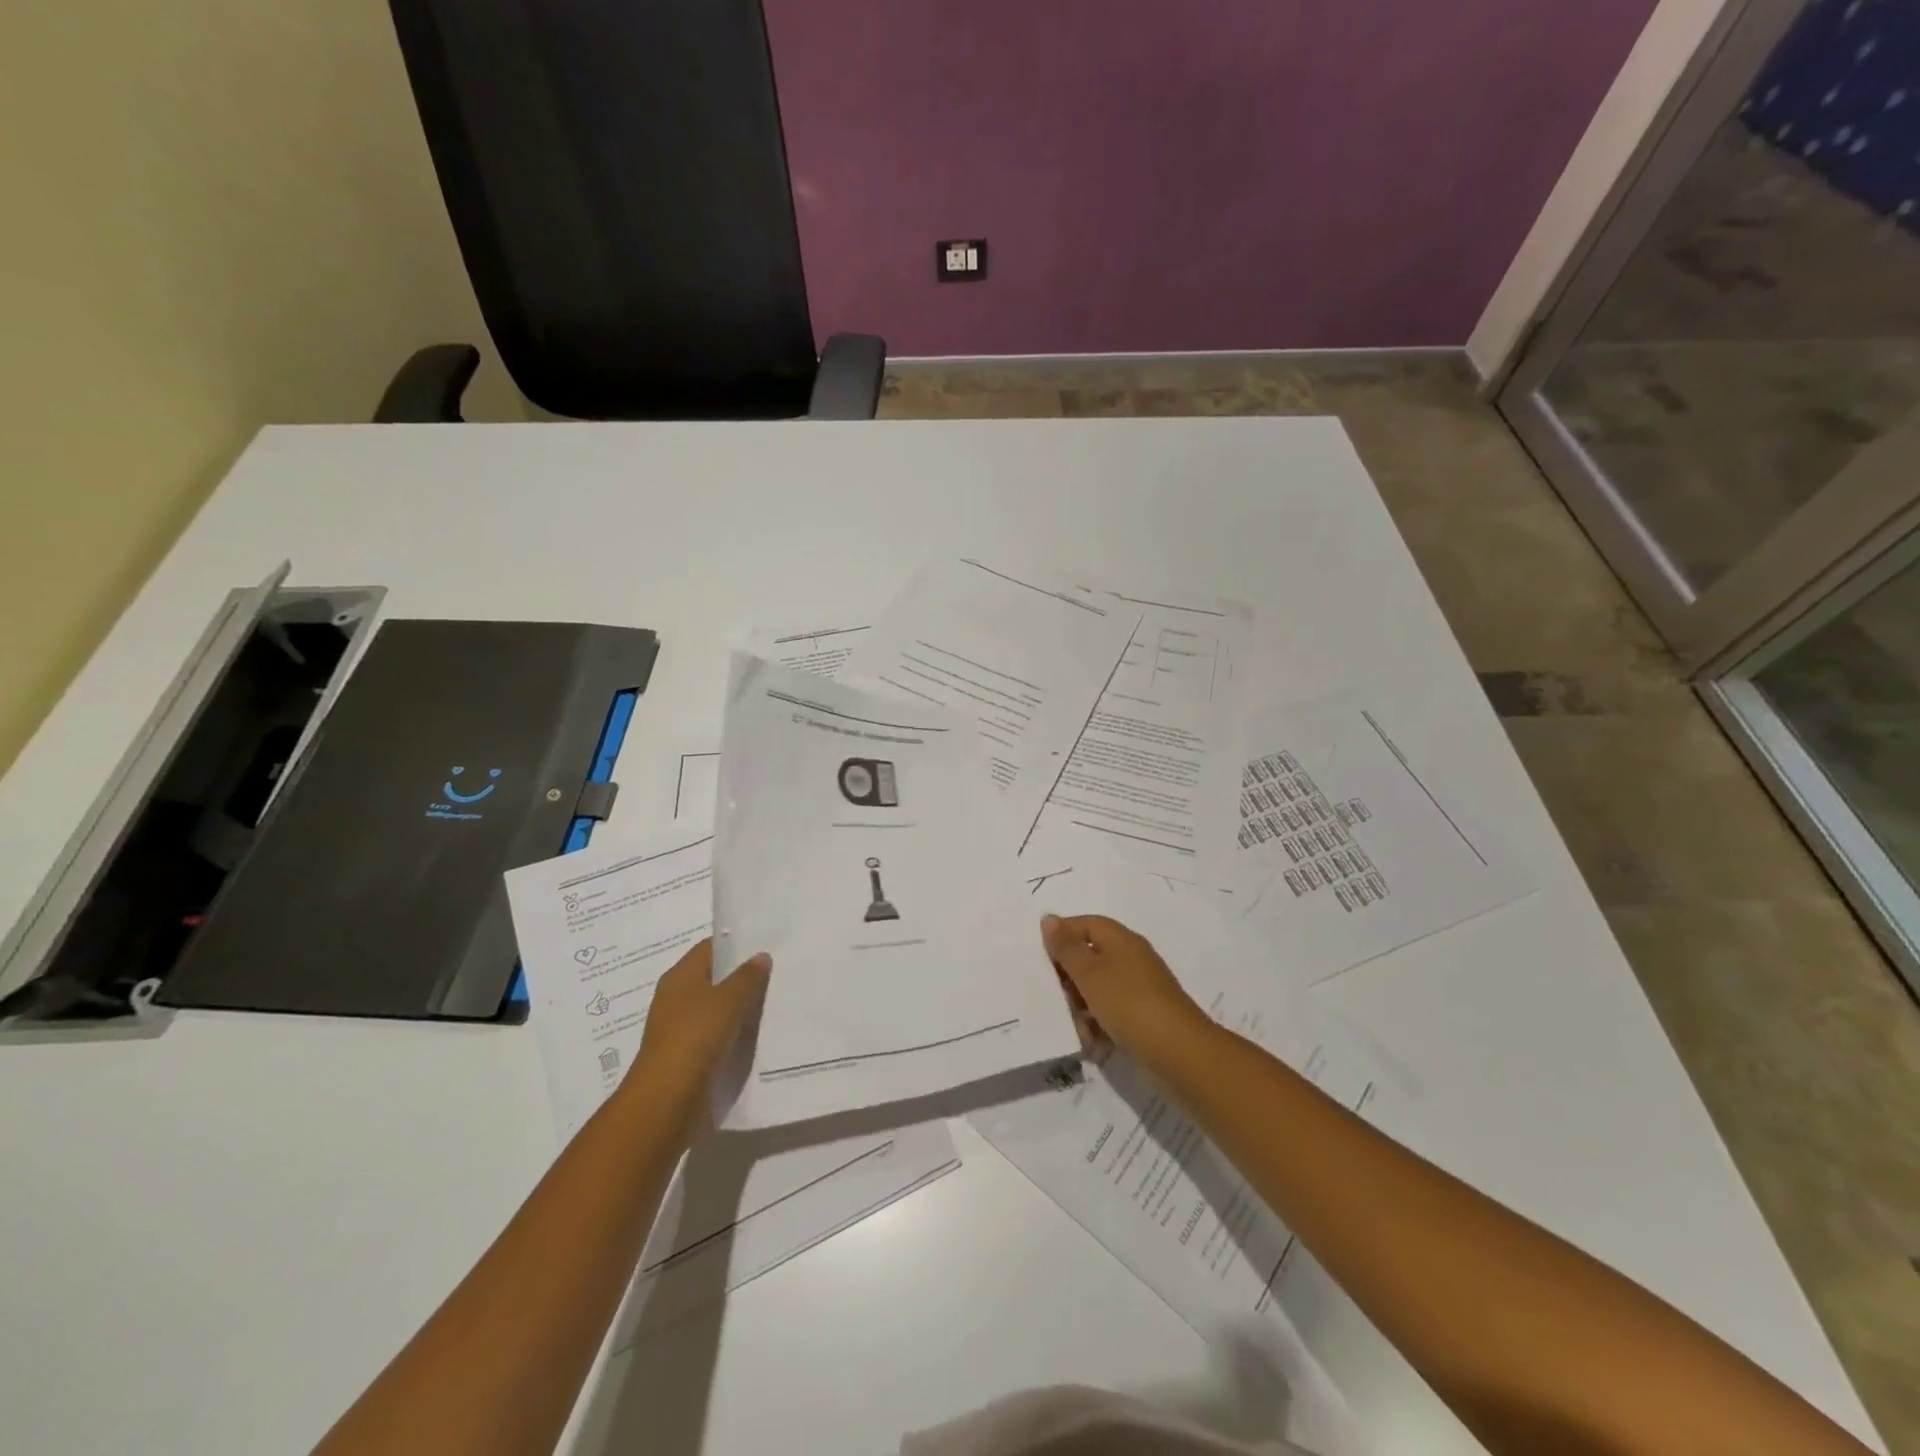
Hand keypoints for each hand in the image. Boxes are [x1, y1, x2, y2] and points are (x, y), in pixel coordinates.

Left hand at [629, 938, 770, 1114]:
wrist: (667, 1098)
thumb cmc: (695, 1036)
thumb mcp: (728, 1000)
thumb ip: (747, 977)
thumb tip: (761, 956)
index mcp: (680, 976)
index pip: (710, 948)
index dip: (736, 944)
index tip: (765, 944)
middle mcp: (676, 997)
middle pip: (713, 978)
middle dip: (741, 976)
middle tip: (776, 972)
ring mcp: (679, 1027)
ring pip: (716, 1008)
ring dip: (739, 1007)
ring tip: (772, 1001)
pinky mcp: (686, 1054)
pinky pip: (715, 1034)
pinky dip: (733, 1031)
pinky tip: (756, 1033)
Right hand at [1040, 914, 1214, 1072]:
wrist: (1179, 1055)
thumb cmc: (1129, 1004)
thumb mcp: (1090, 973)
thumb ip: (1066, 947)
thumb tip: (1049, 918)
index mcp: (1121, 940)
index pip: (1086, 924)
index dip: (1062, 936)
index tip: (1040, 958)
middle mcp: (1131, 960)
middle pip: (1090, 958)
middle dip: (1069, 980)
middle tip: (1055, 998)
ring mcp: (1139, 990)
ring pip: (1098, 991)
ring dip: (1081, 1008)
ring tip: (1077, 1029)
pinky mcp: (1143, 1019)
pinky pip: (1111, 1015)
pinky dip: (1099, 1027)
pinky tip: (1092, 1045)